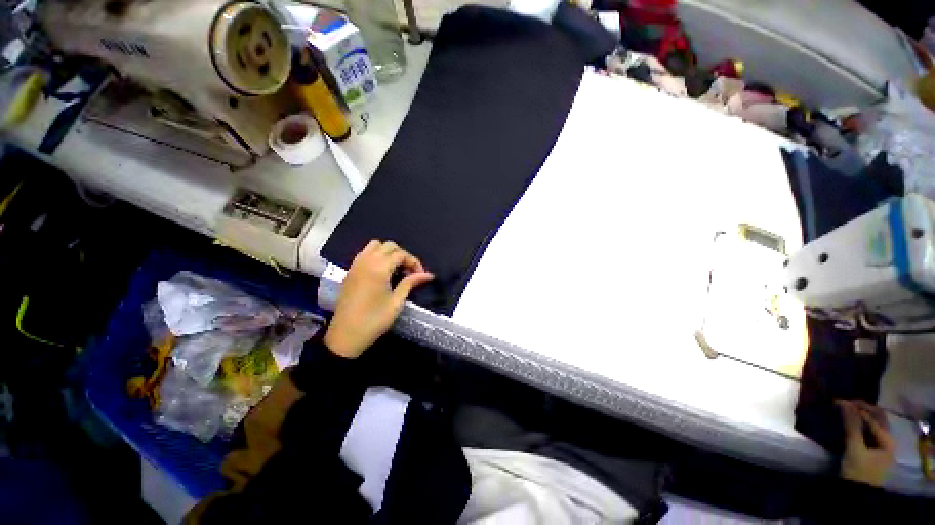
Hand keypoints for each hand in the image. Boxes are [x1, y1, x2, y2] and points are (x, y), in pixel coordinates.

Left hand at [324, 240, 433, 358]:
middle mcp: (366, 261)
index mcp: (379, 268)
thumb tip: (429, 275)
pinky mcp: (350, 271)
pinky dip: (376, 256)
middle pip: (388, 246)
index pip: (401, 254)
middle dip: (402, 255)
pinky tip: (382, 272)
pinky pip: (364, 253)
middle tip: (409, 272)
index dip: (414, 262)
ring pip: (374, 246)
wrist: (346, 336)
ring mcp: (356, 265)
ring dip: (388, 253)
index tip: (421, 276)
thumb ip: (411, 283)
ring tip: (396, 269)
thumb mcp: (397, 302)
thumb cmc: (374, 320)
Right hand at [838, 400, 895, 486]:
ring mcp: (882, 446)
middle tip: (843, 404)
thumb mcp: (854, 450)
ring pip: (873, 424)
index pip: (872, 417)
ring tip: (845, 411)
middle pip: (877, 418)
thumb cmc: (858, 472)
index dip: (856, 408)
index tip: (838, 402)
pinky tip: (849, 423)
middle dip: (861, 409)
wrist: (857, 496)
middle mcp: (888, 440)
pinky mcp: (873, 450)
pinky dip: (860, 424)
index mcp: (888, 440)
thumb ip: (851, 426)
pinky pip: (868, 431)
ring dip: (860, 415)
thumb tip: (844, 403)